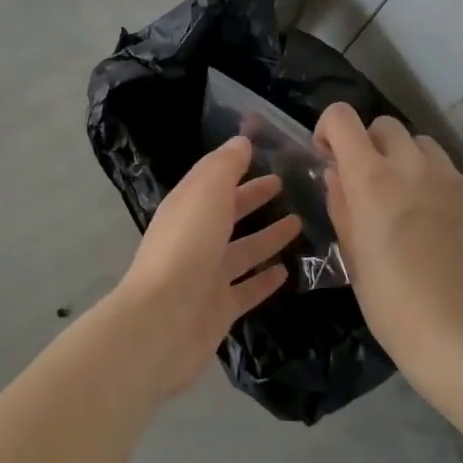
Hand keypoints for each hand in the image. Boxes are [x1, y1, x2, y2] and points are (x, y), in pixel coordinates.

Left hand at [103, 137, 298, 397]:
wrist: (163, 321)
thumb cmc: (186, 246)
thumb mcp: (206, 192)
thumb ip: (225, 165)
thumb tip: (241, 141)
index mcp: (187, 206)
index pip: (214, 180)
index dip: (238, 167)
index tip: (269, 156)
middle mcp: (195, 238)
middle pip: (228, 213)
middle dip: (254, 198)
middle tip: (286, 186)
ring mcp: (207, 275)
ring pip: (242, 250)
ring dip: (267, 237)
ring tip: (299, 224)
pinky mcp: (219, 309)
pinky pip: (247, 289)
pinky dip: (264, 279)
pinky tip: (287, 272)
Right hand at [315, 103, 462, 392]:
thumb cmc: (391, 303)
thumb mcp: (352, 254)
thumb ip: (341, 204)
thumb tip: (338, 174)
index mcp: (372, 177)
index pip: (342, 117)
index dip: (330, 130)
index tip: (331, 158)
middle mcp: (414, 166)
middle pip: (387, 125)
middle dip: (372, 146)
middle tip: (372, 184)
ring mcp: (457, 182)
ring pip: (426, 147)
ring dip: (410, 164)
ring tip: (413, 205)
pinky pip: (459, 183)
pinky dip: (446, 197)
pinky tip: (448, 236)